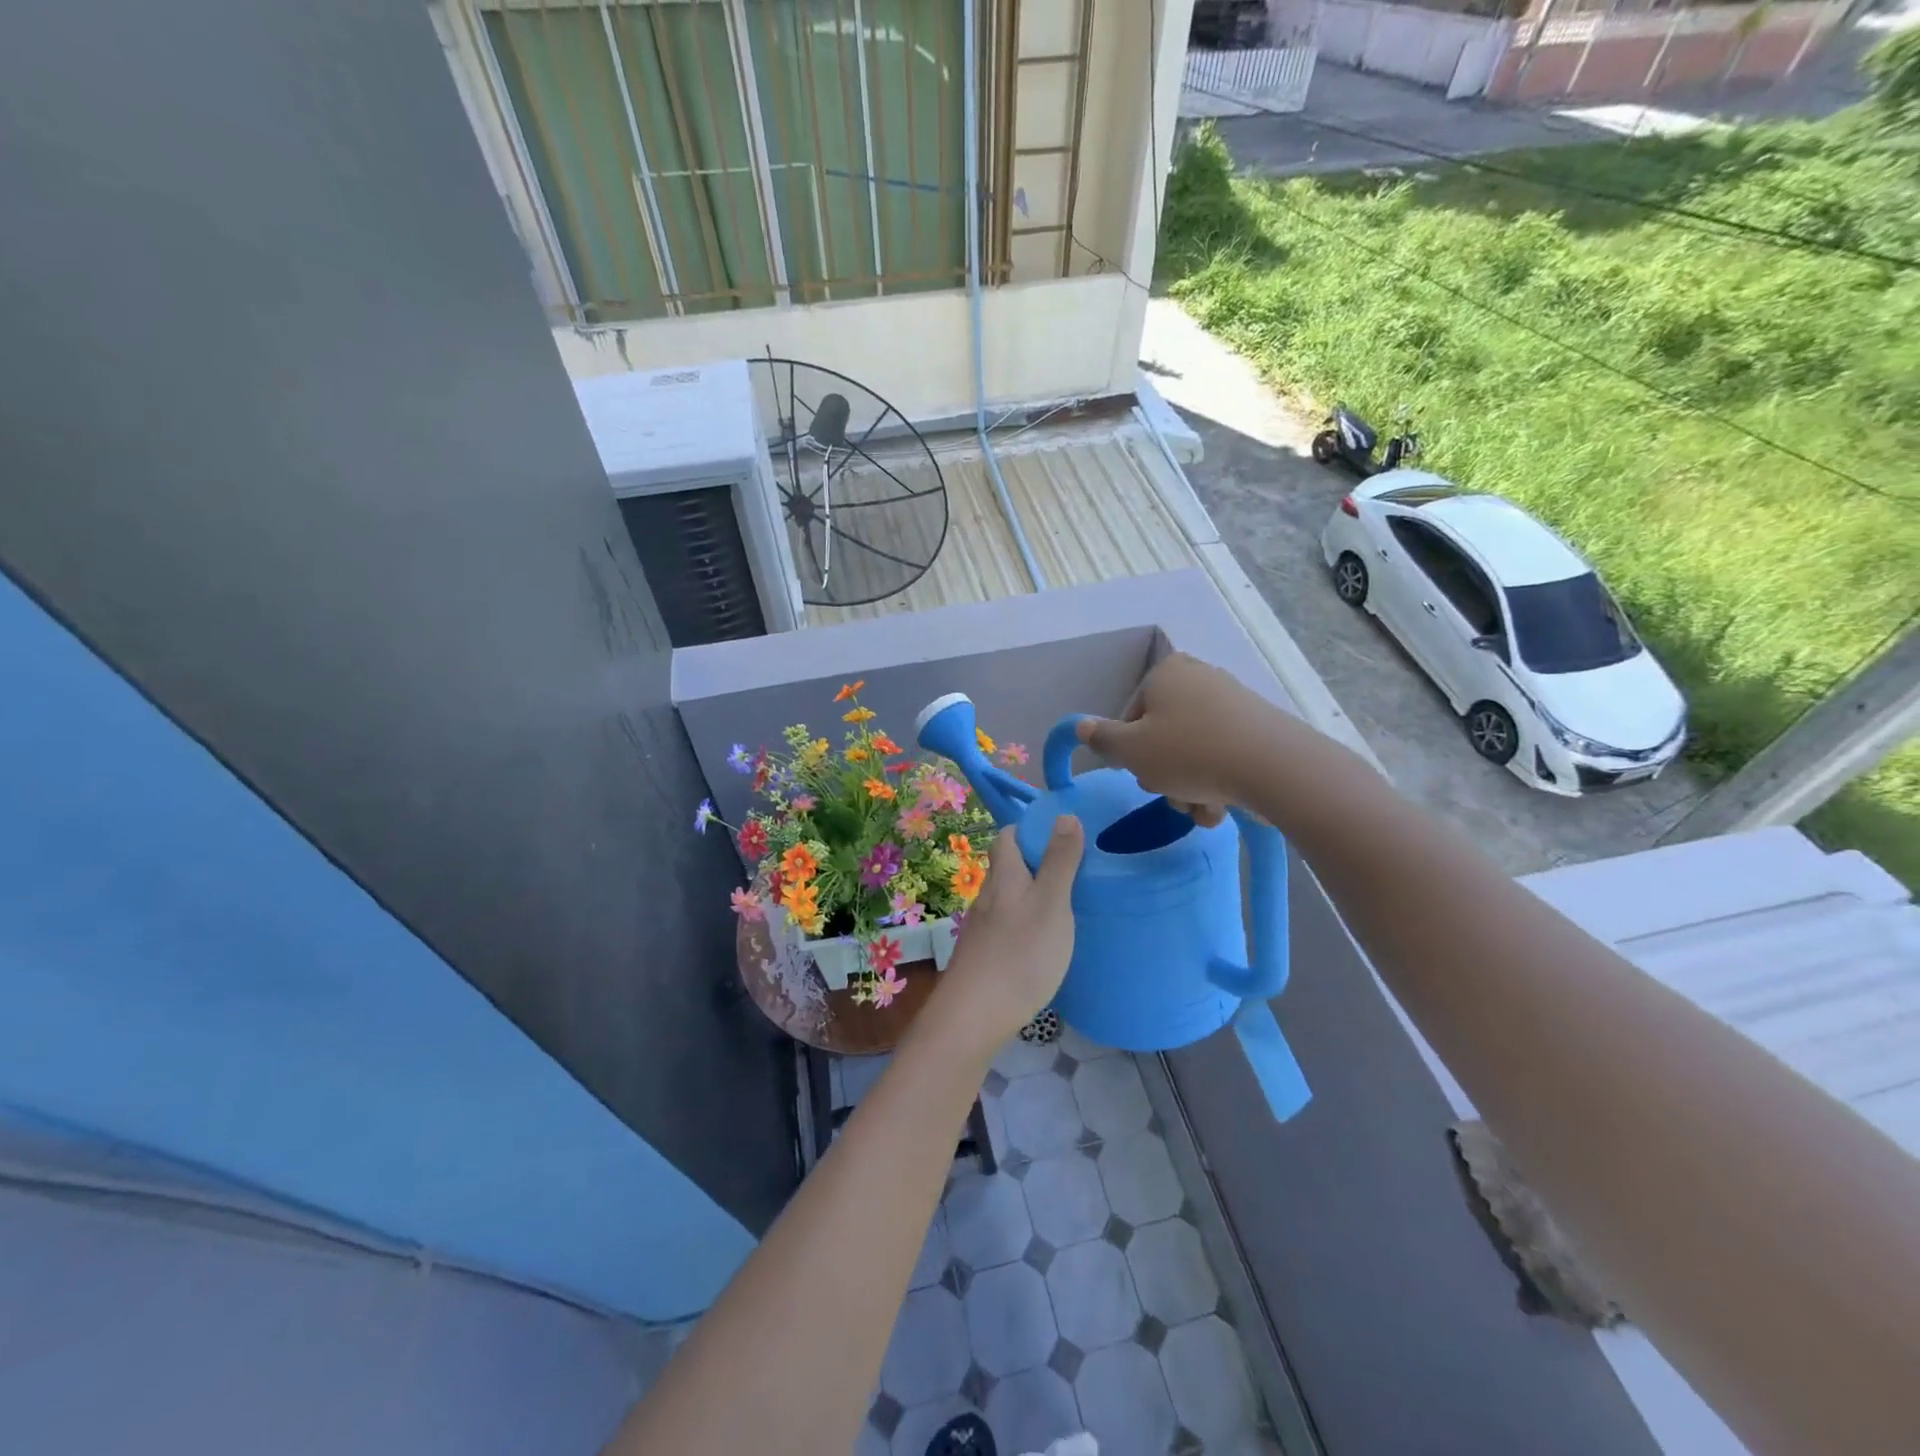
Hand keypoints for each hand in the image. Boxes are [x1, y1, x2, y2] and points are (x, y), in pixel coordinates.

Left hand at [935, 818, 1084, 1047]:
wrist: (974, 1016)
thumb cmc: (1020, 954)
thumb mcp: (1051, 903)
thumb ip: (1059, 861)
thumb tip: (1064, 815)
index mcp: (1003, 877)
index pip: (1006, 837)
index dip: (1029, 830)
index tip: (1061, 838)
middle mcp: (986, 897)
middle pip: (1006, 868)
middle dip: (1033, 865)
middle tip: (1071, 875)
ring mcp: (980, 929)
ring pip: (1005, 900)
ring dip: (1029, 897)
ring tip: (1062, 909)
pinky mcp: (981, 956)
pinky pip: (1004, 928)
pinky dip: (1023, 926)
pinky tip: (1041, 945)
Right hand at [1075, 652, 1281, 822]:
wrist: (1274, 767)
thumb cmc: (1189, 754)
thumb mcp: (1132, 751)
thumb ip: (1102, 739)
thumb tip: (1080, 726)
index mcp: (1166, 673)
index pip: (1130, 717)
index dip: (1129, 753)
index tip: (1140, 774)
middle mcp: (1199, 678)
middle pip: (1163, 736)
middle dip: (1164, 775)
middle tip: (1172, 794)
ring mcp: (1232, 701)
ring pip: (1193, 753)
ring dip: (1189, 788)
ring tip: (1201, 809)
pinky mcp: (1258, 726)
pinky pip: (1223, 755)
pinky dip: (1217, 782)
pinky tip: (1222, 807)